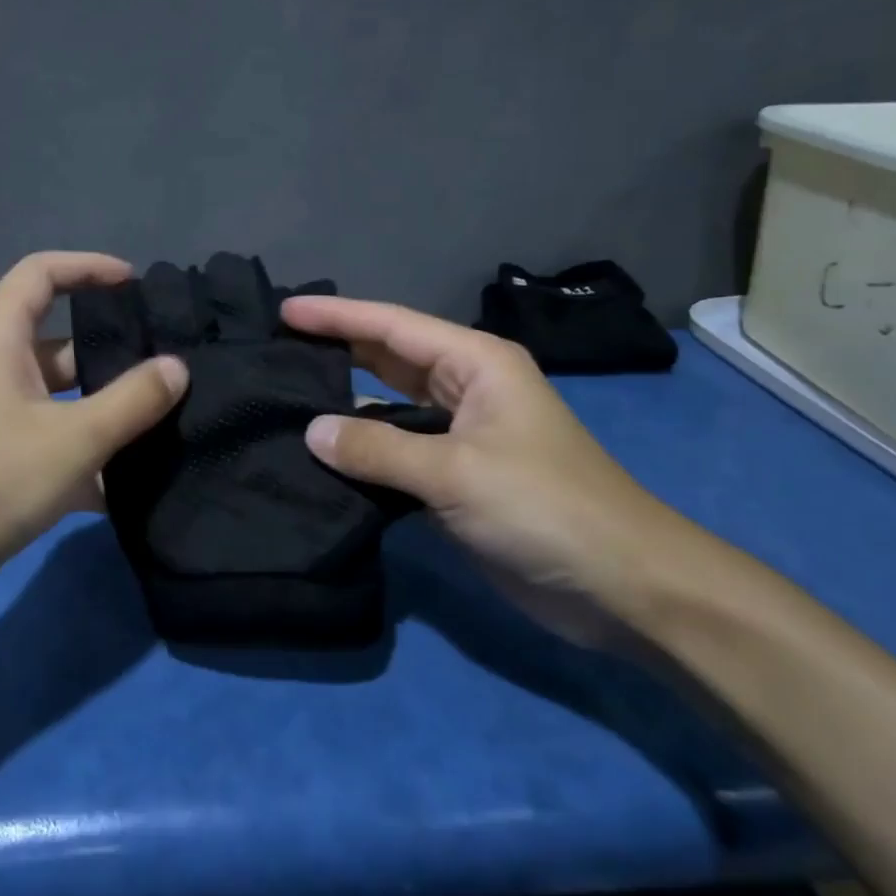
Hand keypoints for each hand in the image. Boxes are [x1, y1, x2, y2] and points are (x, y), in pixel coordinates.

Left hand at [0, 252, 187, 632]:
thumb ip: (133, 399)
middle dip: (113, 354)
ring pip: (61, 399)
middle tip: (170, 369)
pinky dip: (85, 460)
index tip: (136, 283)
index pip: (43, 272)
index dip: (89, 267)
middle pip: (61, 342)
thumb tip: (177, 367)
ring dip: (106, 413)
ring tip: (166, 424)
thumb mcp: (73, 436)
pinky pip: (51, 444)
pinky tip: (128, 489)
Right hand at [281, 295, 692, 643]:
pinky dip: (362, 449)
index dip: (336, 315)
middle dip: (336, 349)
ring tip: (287, 394)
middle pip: (388, 357)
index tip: (283, 309)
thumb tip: (311, 431)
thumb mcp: (456, 472)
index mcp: (475, 364)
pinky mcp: (455, 477)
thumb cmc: (544, 508)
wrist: (620, 586)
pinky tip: (323, 452)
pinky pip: (396, 450)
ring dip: (345, 401)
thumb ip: (378, 450)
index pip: (392, 326)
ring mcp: (461, 435)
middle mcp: (466, 389)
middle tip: (274, 347)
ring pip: (389, 405)